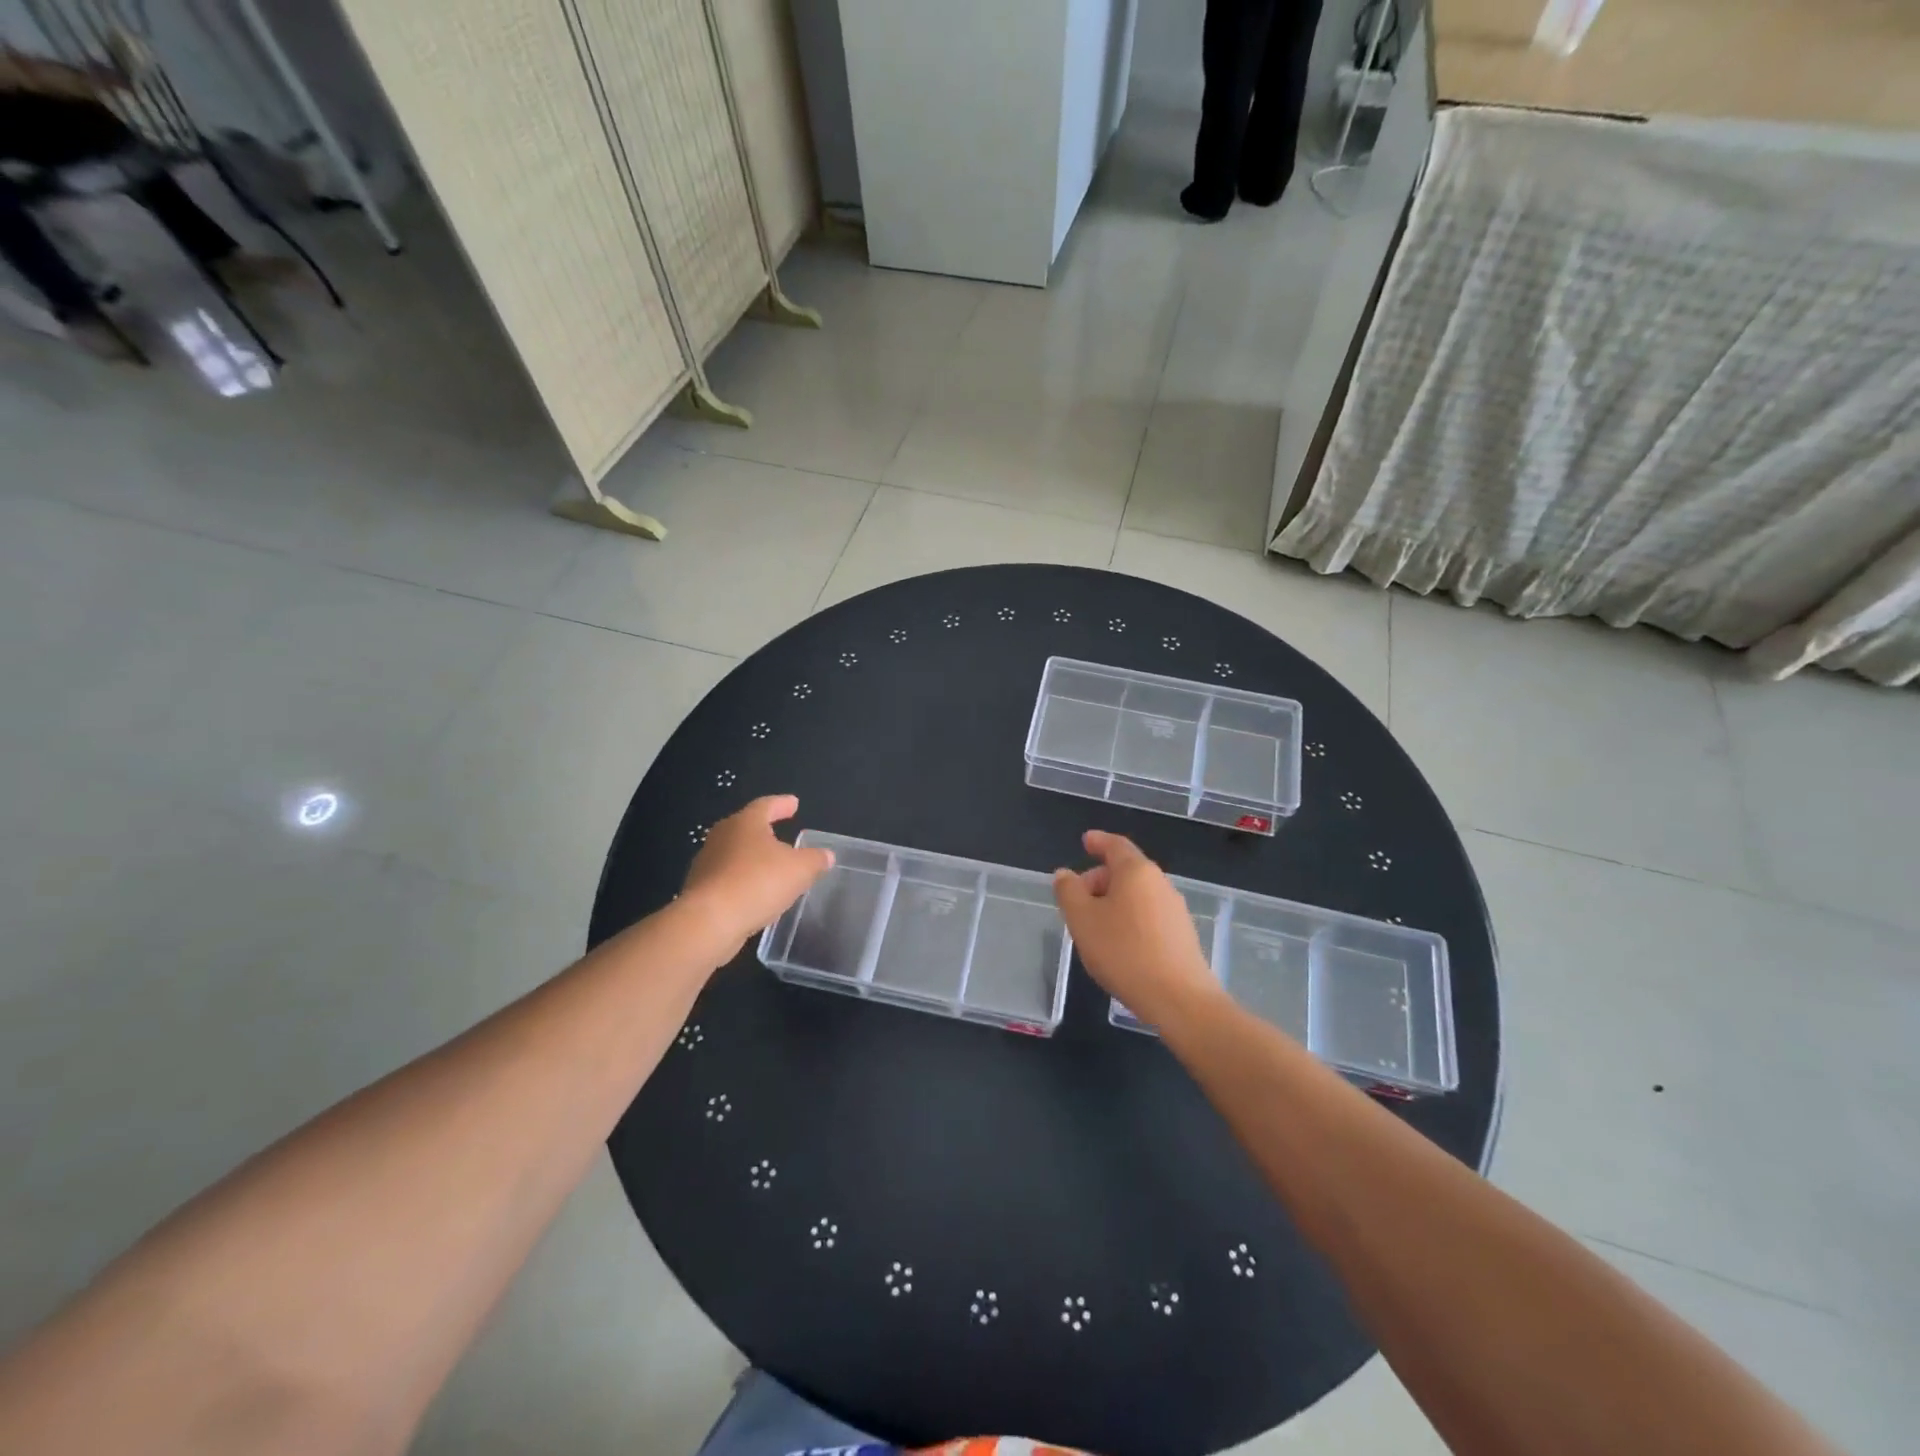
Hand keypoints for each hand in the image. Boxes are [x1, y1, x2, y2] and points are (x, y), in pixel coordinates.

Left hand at [679, 795, 833, 959]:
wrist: (709, 923)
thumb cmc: (758, 883)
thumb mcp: (800, 870)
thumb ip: (815, 859)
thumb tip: (826, 855)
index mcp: (745, 823)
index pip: (766, 805)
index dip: (782, 804)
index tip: (794, 804)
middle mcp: (722, 836)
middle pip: (746, 827)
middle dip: (764, 830)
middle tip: (780, 832)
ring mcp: (707, 863)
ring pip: (735, 854)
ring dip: (752, 858)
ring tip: (771, 868)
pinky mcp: (699, 890)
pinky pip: (727, 878)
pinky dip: (742, 881)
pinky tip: (755, 894)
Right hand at [1053, 831, 1219, 1023]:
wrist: (1178, 998)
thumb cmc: (1123, 951)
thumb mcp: (1082, 920)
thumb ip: (1069, 892)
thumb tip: (1065, 874)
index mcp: (1136, 871)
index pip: (1116, 845)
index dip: (1098, 841)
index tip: (1085, 841)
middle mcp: (1160, 883)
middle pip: (1126, 871)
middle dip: (1099, 879)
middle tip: (1077, 899)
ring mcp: (1175, 909)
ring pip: (1137, 895)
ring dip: (1113, 902)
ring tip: (1094, 926)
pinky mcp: (1182, 935)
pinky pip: (1148, 915)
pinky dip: (1129, 918)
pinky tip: (1118, 944)